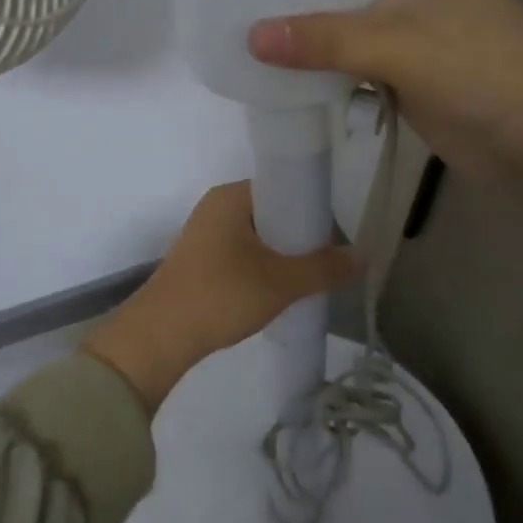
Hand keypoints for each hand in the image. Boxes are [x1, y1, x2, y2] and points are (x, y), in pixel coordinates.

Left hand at [83, 182, 359, 413]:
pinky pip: (243, 253)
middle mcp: (216, 206)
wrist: (160, 335)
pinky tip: (280, 290)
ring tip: (310, 278)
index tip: (336, 235)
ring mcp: (205, 233)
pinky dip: (263, 266)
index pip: (283, 186)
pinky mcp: (200, 260)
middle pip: (272, 211)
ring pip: (258, 236)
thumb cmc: (222, 295)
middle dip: (301, 235)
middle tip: (328, 260)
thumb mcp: (281, 282)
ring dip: (283, 254)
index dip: (313, 207)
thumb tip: (362, 255)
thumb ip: (324, 267)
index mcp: (232, 196)